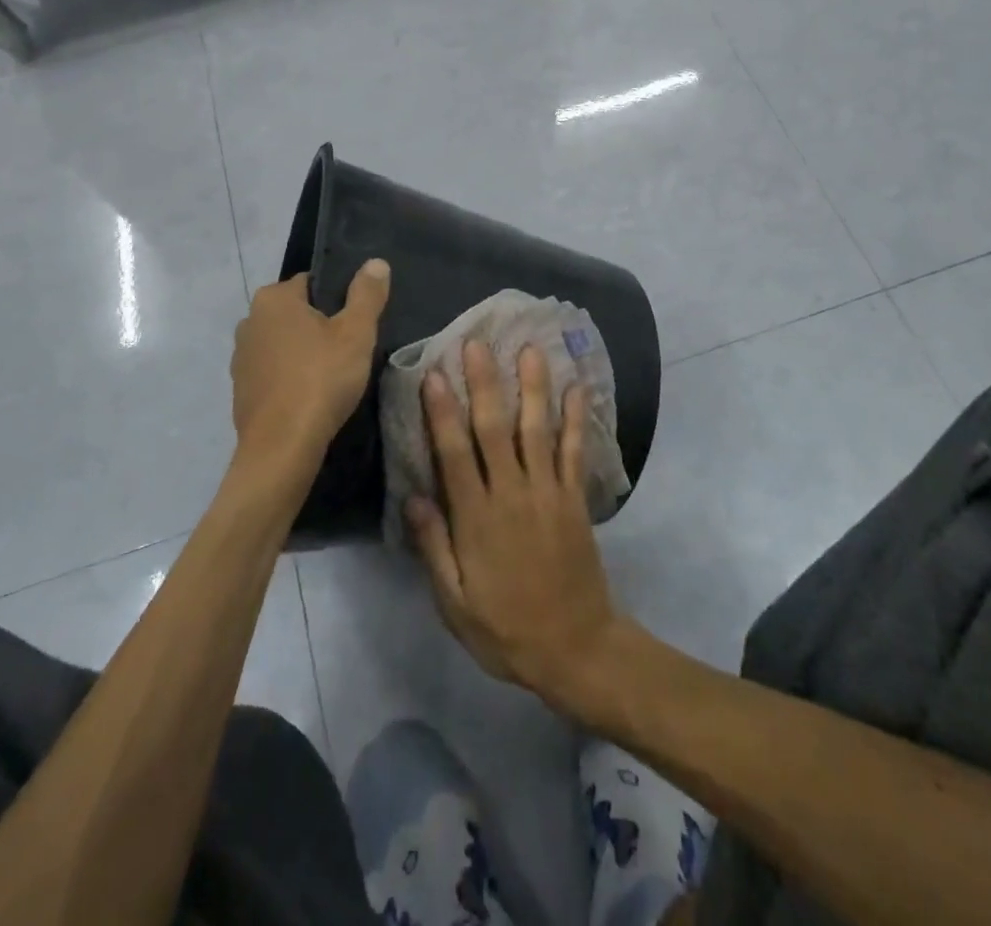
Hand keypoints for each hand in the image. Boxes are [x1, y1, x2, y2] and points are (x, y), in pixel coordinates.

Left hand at [230, 260, 389, 492]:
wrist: (282, 446)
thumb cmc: (321, 379)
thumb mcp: (356, 332)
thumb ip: (367, 294)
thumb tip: (376, 262)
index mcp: (273, 298)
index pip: (312, 283)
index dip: (338, 300)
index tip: (356, 324)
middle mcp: (249, 320)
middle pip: (296, 313)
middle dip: (320, 326)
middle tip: (349, 349)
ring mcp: (241, 357)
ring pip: (283, 343)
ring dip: (304, 352)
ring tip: (332, 375)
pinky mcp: (241, 389)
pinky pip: (273, 371)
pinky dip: (290, 377)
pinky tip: (311, 395)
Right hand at [408, 341, 622, 708]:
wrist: (574, 647)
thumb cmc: (505, 627)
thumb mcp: (454, 602)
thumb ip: (433, 547)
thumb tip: (413, 495)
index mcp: (477, 517)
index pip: (454, 453)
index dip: (442, 411)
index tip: (433, 373)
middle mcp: (512, 493)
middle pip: (494, 428)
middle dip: (484, 383)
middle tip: (476, 342)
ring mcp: (548, 492)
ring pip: (537, 429)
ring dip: (533, 386)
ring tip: (530, 348)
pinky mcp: (574, 498)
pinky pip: (574, 450)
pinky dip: (576, 418)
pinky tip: (577, 387)